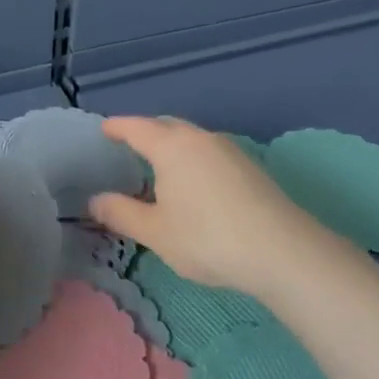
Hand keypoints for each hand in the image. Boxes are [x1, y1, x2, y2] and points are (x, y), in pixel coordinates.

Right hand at [89, 116, 357, 306]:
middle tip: (128, 147)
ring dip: (172, 146)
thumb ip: (121, 213)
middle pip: (166, 126)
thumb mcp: (155, 232)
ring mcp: (230, 150)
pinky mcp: (250, 168)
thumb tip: (95, 200)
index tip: (103, 129)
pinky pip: (209, 153)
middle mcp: (200, 138)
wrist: (282, 252)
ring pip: (192, 139)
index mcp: (171, 146)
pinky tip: (193, 184)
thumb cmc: (207, 238)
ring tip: (159, 168)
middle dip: (145, 133)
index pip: (136, 127)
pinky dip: (192, 159)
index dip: (116, 127)